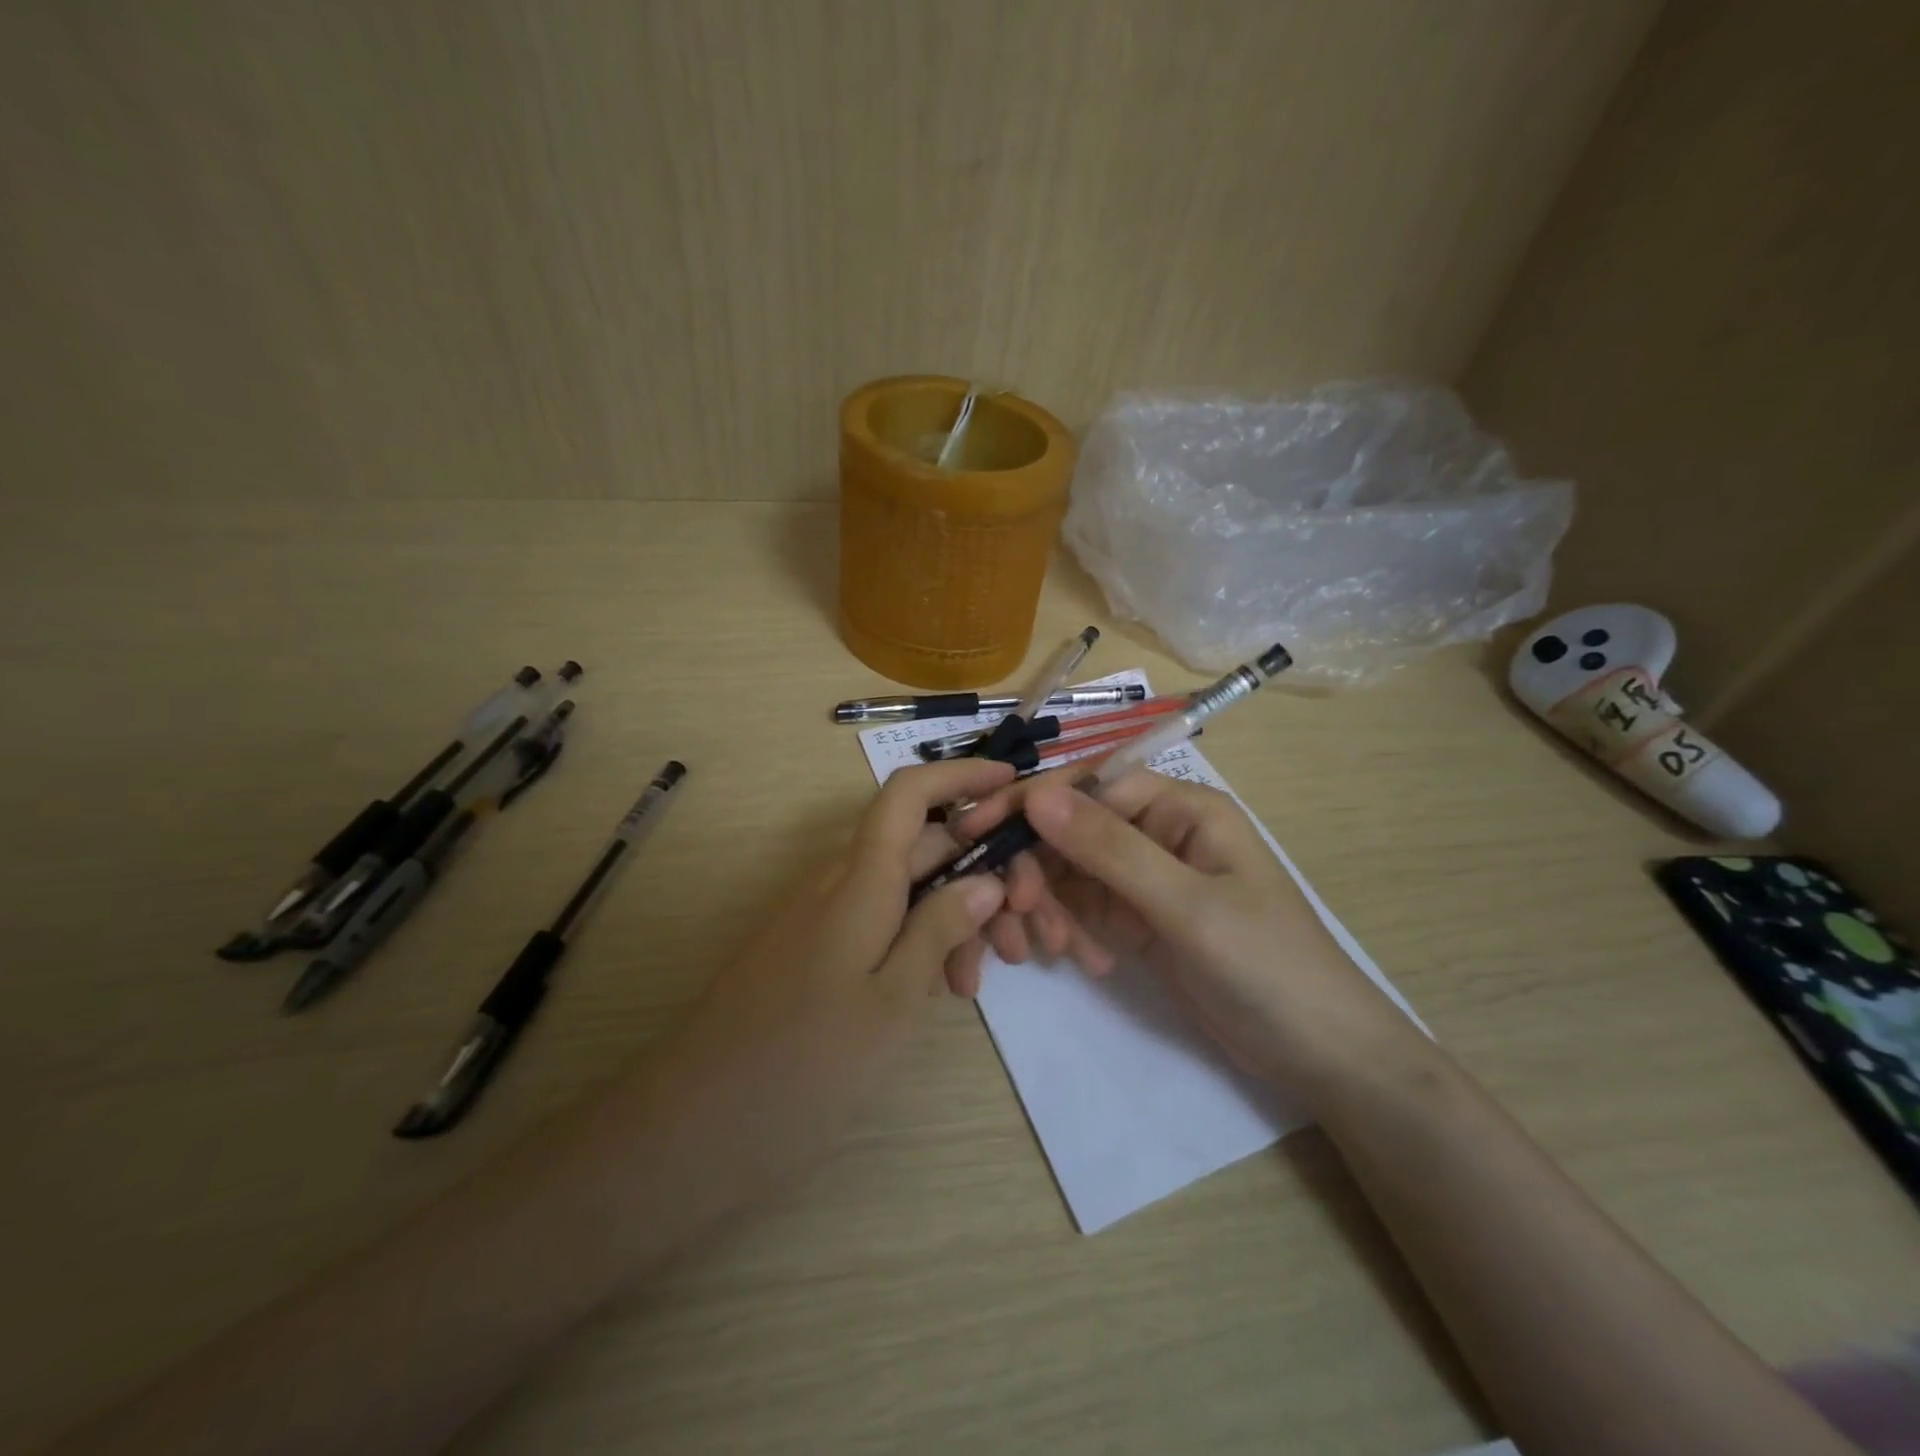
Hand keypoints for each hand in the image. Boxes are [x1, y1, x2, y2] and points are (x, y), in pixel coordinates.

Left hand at [640, 759, 1014, 1220]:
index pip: (909, 793)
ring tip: (972, 985)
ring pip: (903, 889)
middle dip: (977, 875)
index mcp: (860, 879)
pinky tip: (937, 991)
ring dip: (949, 918)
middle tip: (1018, 939)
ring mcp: (822, 914)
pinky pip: (876, 920)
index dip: (960, 774)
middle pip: (921, 846)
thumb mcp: (892, 1001)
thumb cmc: (803, 1065)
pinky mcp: (812, 947)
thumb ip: (940, 928)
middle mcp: (839, 881)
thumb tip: (987, 877)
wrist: (693, 1124)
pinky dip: (915, 942)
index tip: (1011, 783)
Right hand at [958, 769, 1422, 1104]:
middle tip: (1017, 919)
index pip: (1088, 787)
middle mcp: (1158, 832)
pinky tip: (1087, 964)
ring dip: (1051, 908)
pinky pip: (1084, 910)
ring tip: (1056, 953)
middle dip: (1037, 871)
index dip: (1030, 805)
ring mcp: (1146, 879)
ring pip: (1070, 873)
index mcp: (1180, 808)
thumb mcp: (1187, 907)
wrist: (1320, 1057)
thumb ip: (1109, 850)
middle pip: (1071, 831)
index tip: (976, 834)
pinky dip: (1072, 931)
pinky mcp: (1138, 920)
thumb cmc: (1268, 967)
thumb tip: (1036, 795)